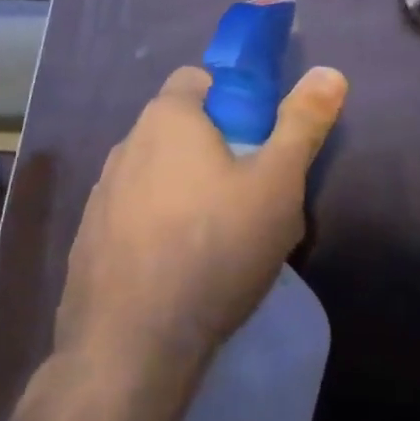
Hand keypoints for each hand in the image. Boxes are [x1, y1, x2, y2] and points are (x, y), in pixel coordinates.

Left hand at [56, 63, 346, 371]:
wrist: (130, 349)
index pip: (199, 80)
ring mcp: (102, 194)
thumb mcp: (277, 183)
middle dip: (215, 151)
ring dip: (185, 191)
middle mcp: (127, 143)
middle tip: (249, 197)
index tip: (257, 143)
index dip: (233, 102)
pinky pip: (133, 217)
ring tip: (219, 242)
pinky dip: (156, 230)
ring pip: (157, 174)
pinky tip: (179, 273)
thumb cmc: (214, 248)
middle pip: (180, 129)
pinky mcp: (89, 241)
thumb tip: (330, 72)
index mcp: (168, 117)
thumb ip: (303, 124)